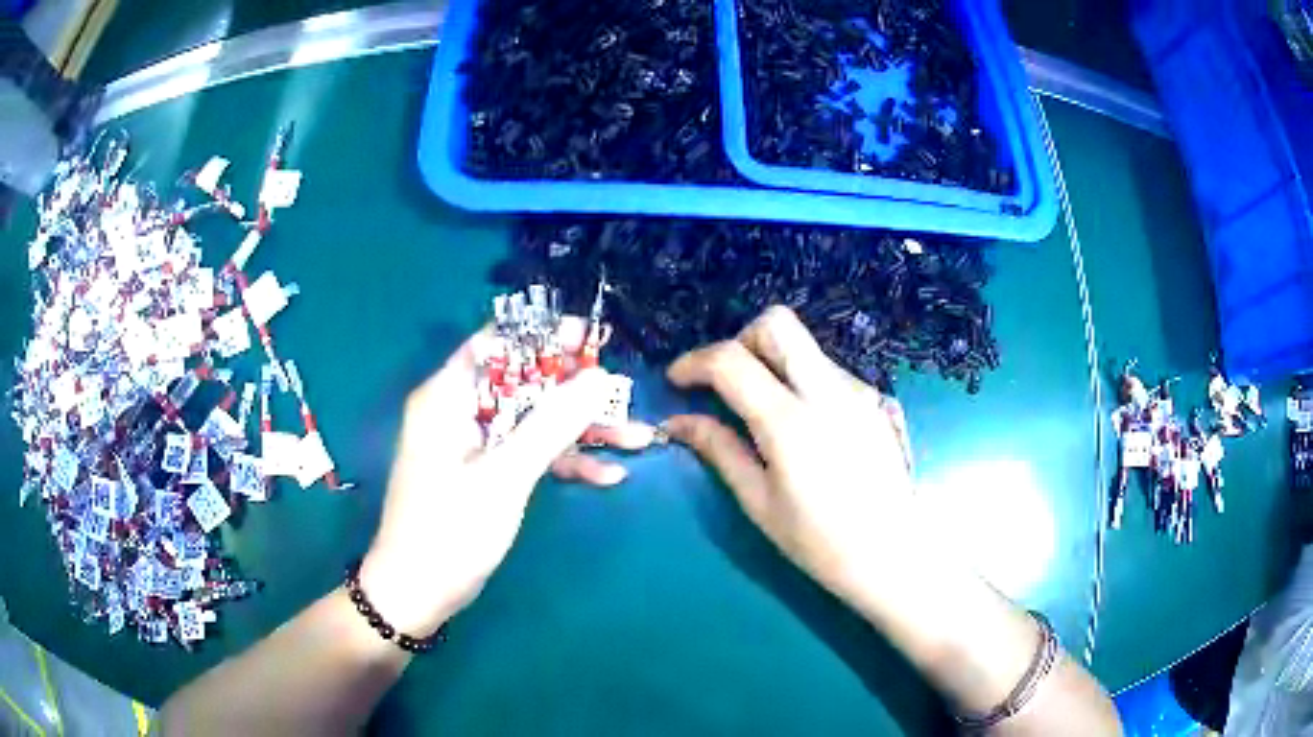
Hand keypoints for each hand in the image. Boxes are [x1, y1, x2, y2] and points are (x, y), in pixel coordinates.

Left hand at [360, 318, 654, 636]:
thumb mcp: (504, 476)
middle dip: (576, 390)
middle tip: (623, 393)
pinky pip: (530, 454)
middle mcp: (459, 410)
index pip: (498, 342)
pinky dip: (564, 462)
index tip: (593, 340)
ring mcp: (474, 444)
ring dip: (581, 431)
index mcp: (448, 395)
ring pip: (534, 421)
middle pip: (525, 382)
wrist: (418, 594)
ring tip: (636, 437)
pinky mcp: (487, 473)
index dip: (545, 336)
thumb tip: (599, 377)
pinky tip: (609, 476)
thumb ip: (551, 424)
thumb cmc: (450, 530)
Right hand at [665, 307, 915, 611]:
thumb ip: (719, 450)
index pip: (731, 360)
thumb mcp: (759, 502)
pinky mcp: (876, 400)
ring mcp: (858, 391)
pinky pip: (828, 372)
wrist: (894, 555)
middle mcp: (828, 391)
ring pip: (805, 348)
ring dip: (773, 363)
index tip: (677, 381)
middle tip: (725, 383)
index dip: (694, 362)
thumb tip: (677, 422)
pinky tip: (804, 428)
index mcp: (790, 421)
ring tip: (763, 413)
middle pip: (777, 324)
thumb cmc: (820, 542)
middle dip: (741, 341)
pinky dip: (802, 382)